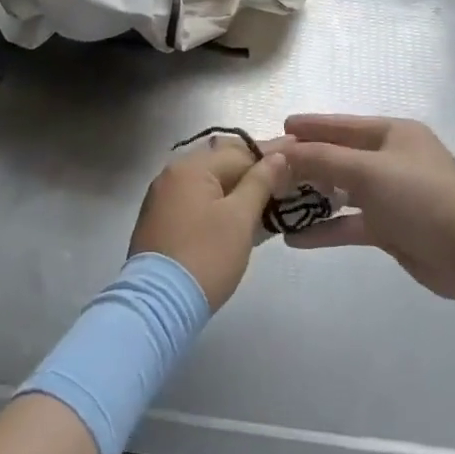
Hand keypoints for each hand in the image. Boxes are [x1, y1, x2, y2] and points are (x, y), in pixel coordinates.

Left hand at [129, 134, 292, 309]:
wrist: (158, 304)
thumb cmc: (206, 256)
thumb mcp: (239, 218)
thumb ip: (260, 182)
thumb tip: (277, 156)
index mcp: (190, 167)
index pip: (239, 152)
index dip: (270, 155)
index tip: (297, 150)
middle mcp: (172, 174)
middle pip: (221, 163)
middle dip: (253, 168)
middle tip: (285, 172)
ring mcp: (162, 197)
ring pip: (208, 182)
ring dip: (237, 186)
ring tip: (268, 192)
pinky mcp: (160, 220)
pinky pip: (196, 199)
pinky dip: (219, 201)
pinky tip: (239, 211)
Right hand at [281, 115, 454, 301]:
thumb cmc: (419, 196)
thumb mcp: (367, 170)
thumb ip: (322, 159)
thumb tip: (283, 151)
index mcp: (393, 134)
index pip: (342, 125)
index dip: (311, 127)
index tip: (280, 127)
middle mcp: (392, 160)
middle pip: (340, 157)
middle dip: (306, 164)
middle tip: (270, 169)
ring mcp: (393, 196)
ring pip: (343, 192)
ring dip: (312, 198)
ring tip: (275, 202)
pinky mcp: (392, 228)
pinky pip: (351, 224)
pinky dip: (326, 229)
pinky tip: (295, 239)